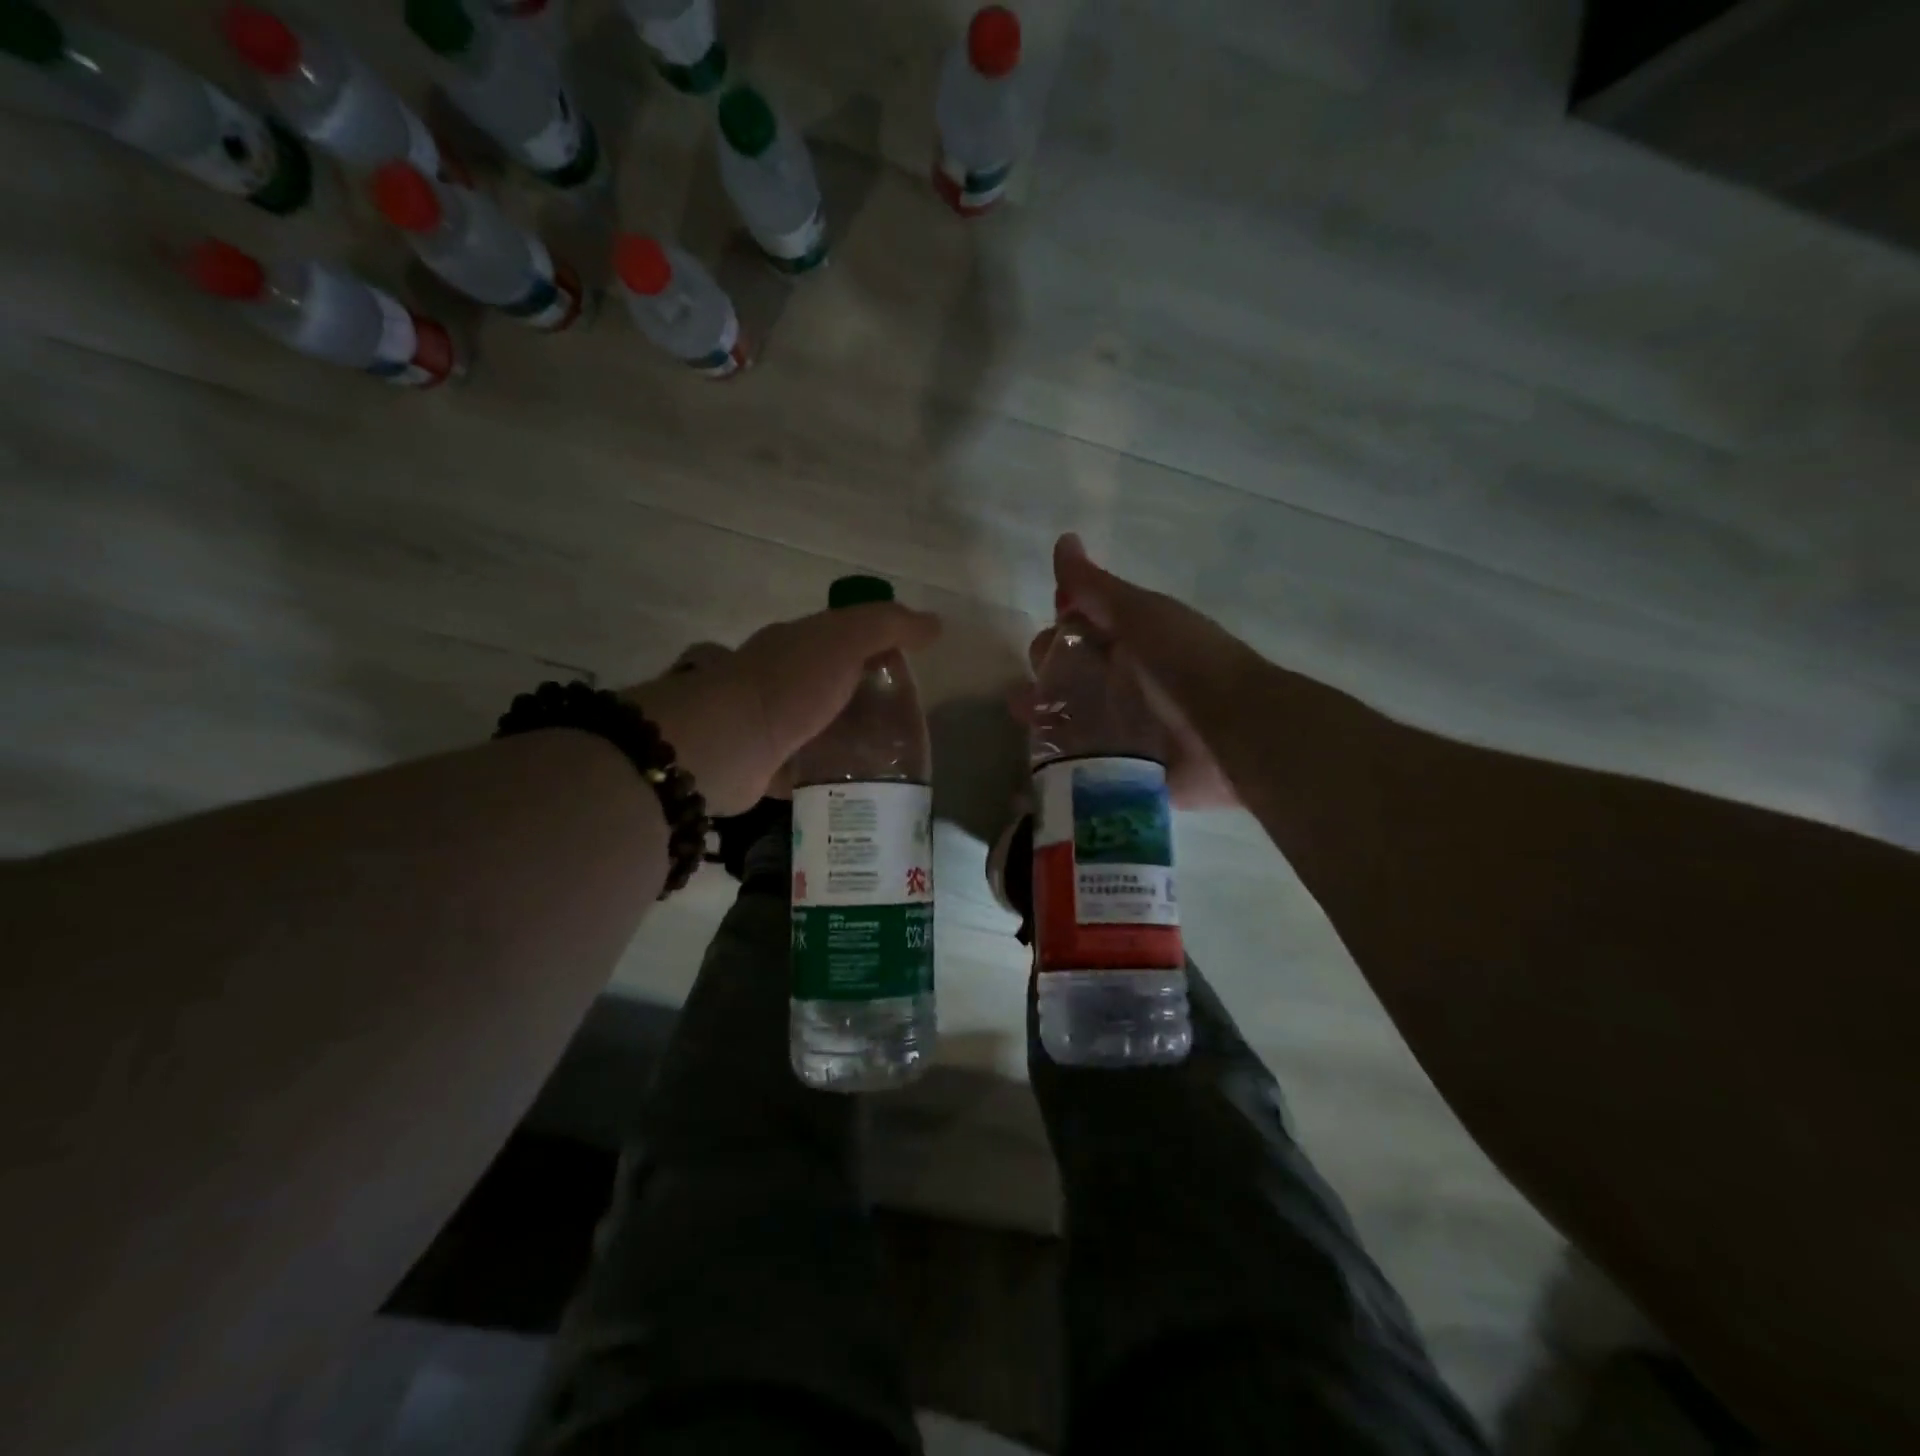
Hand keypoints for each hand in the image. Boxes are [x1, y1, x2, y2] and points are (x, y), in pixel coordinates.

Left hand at [622, 601, 941, 816]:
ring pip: (825, 728)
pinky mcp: (769, 765)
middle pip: (836, 685)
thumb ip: (888, 626)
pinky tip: (860, 786)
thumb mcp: (844, 639)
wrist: (726, 744)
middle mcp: (783, 678)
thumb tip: (935, 624)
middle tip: (908, 727)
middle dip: (869, 702)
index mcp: (798, 643)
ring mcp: (773, 723)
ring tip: (893, 761)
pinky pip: (810, 768)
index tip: (911, 675)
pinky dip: (832, 775)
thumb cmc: (788, 684)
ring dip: (853, 741)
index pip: (847, 638)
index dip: (881, 651)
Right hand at [1008, 534, 1243, 810]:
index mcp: (1131, 640)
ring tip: (1027, 720)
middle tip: (1036, 687)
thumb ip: (1095, 587)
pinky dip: (1063, 754)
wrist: (1234, 728)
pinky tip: (1042, 756)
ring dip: (1045, 715)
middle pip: (1070, 673)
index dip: (1057, 629)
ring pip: (1072, 715)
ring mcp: (1127, 725)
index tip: (1047, 642)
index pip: (1079, 628)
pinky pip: (1086, 757)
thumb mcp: (1139, 614)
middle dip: (1046, 675)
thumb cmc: (1185, 661)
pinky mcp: (1128, 764)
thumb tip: (1063, 540)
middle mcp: (1127, 679)